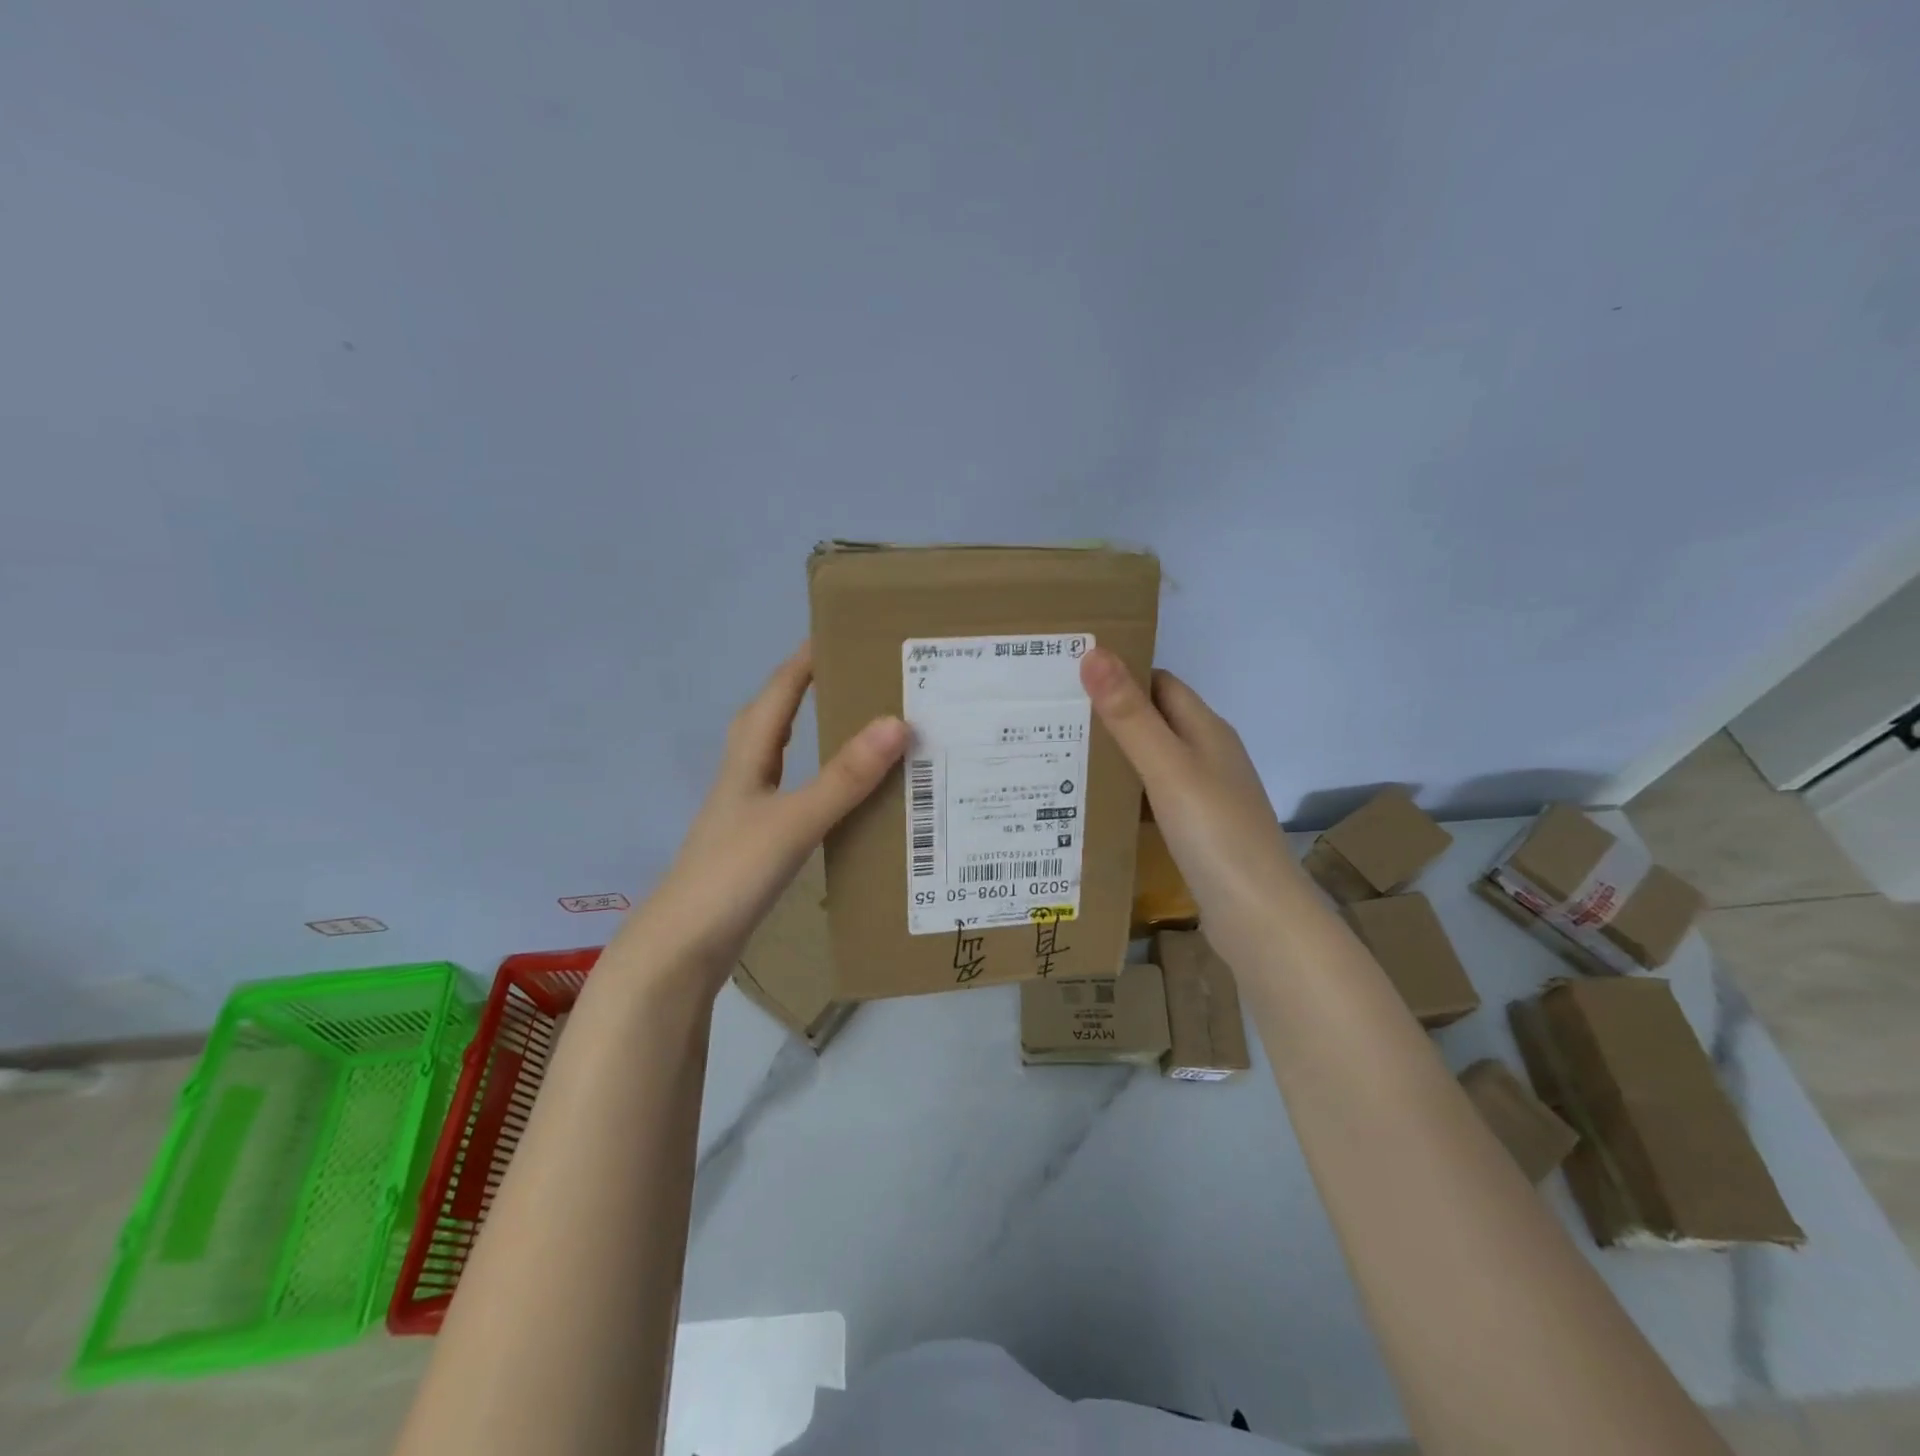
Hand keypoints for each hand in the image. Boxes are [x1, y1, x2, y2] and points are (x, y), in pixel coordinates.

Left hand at [615, 644, 907, 984]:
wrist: (682, 948)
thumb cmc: (733, 874)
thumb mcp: (795, 821)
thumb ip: (845, 777)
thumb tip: (896, 723)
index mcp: (747, 760)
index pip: (777, 694)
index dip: (803, 662)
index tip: (837, 633)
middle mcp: (742, 778)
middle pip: (768, 719)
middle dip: (801, 690)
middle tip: (848, 676)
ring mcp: (744, 813)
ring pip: (776, 757)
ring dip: (805, 734)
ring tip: (847, 726)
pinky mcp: (752, 844)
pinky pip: (787, 793)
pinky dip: (811, 780)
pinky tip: (832, 797)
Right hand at [1079, 647, 1305, 964]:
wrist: (1259, 917)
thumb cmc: (1215, 833)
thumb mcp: (1167, 768)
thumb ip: (1130, 715)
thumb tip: (1094, 653)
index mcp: (1207, 730)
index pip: (1160, 683)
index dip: (1120, 673)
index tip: (1068, 675)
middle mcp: (1209, 756)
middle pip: (1155, 721)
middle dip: (1109, 715)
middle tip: (1051, 717)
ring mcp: (1206, 796)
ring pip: (1152, 761)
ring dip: (1115, 756)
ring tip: (1059, 756)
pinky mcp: (1198, 831)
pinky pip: (1154, 797)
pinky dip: (1126, 794)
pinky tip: (1094, 805)